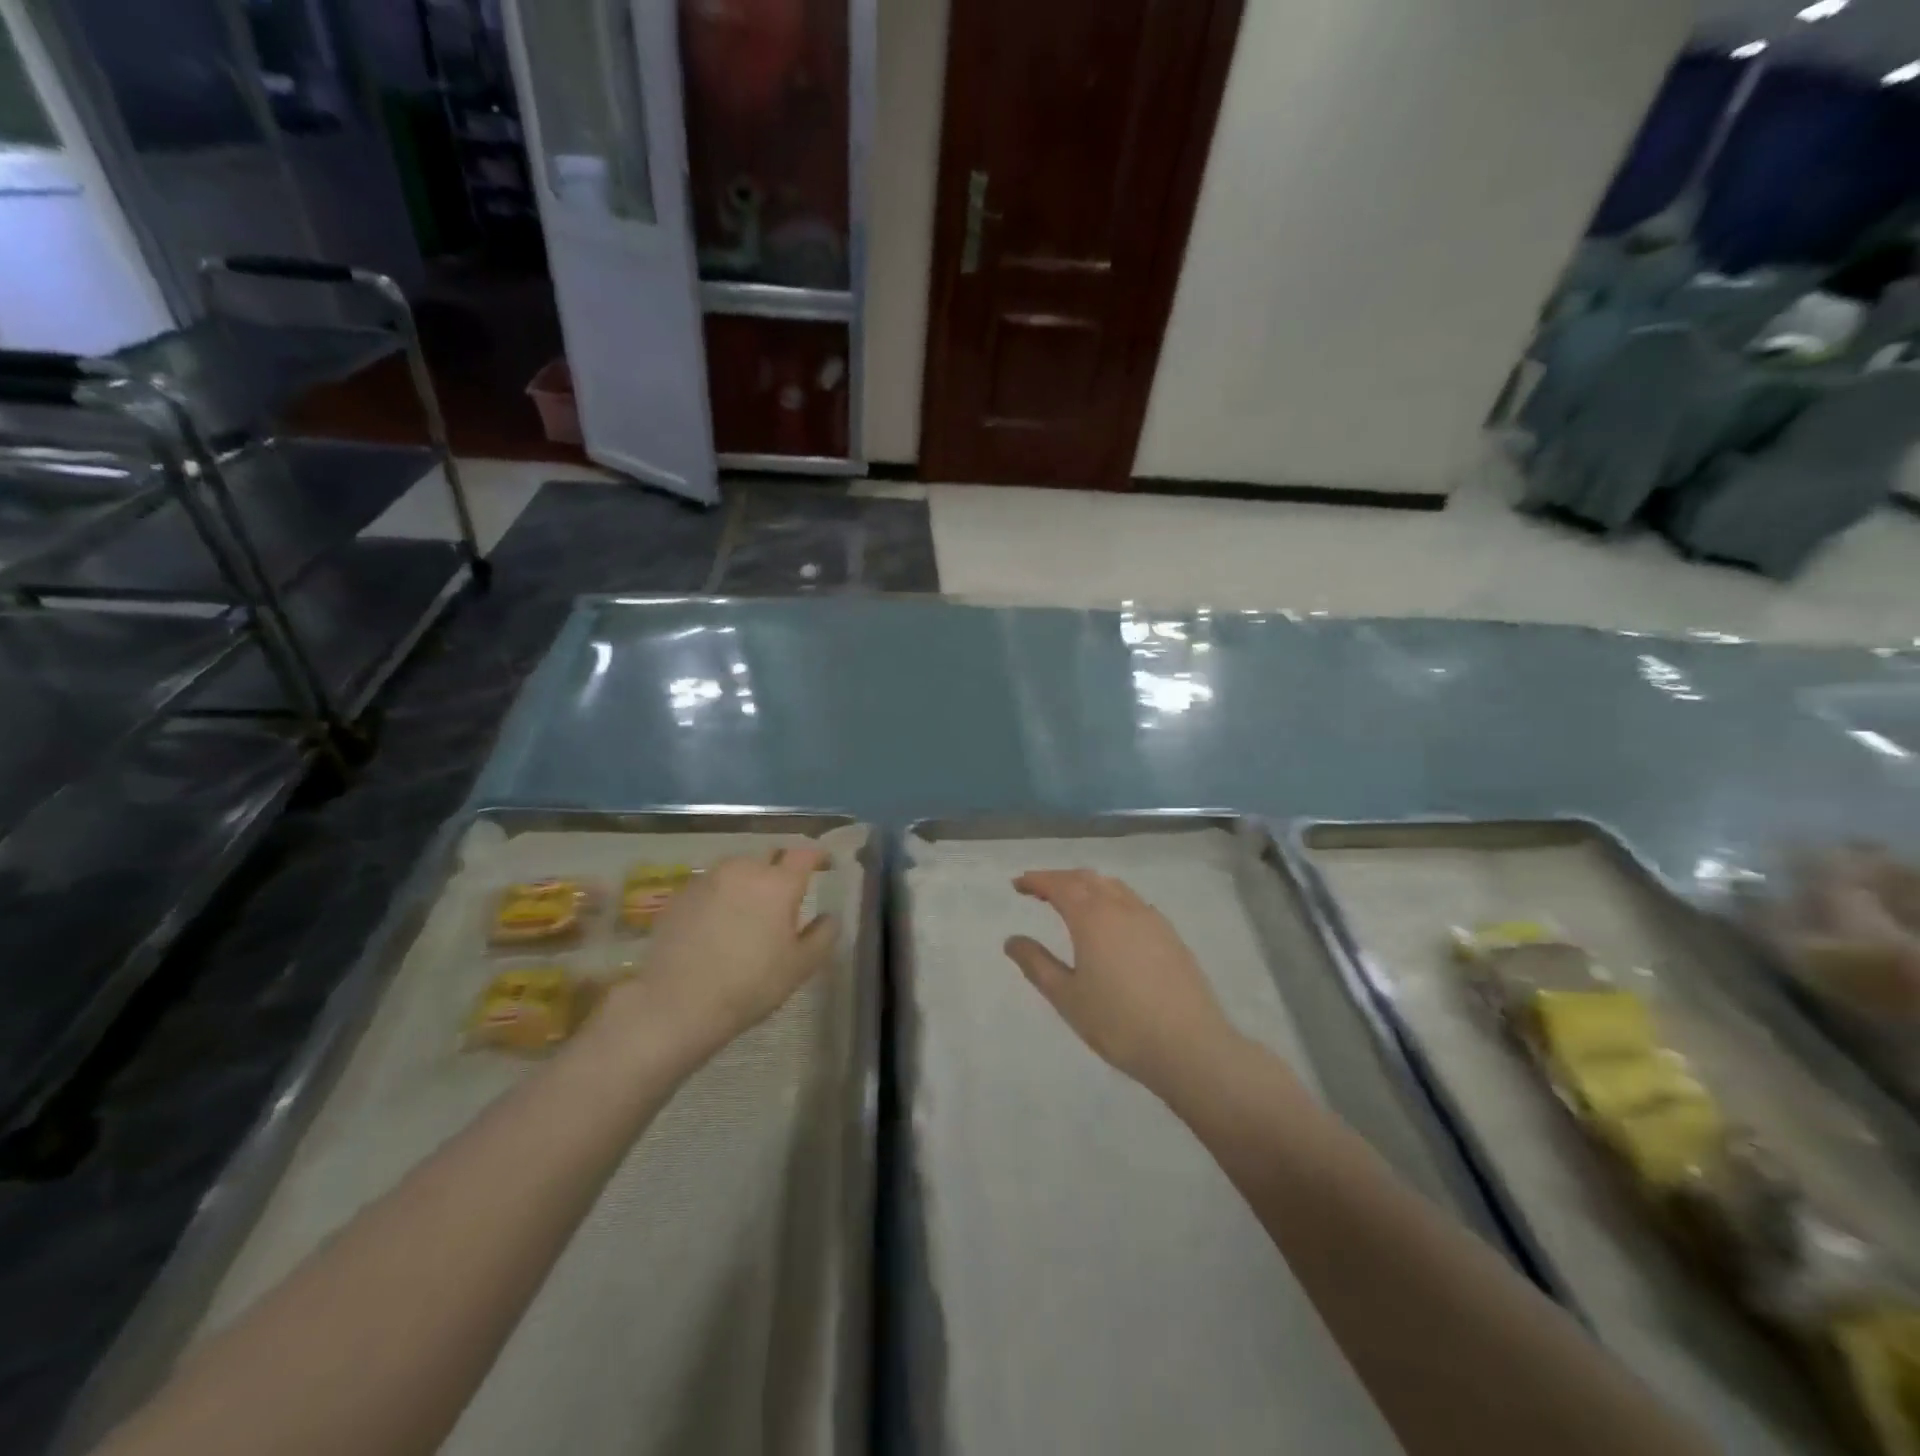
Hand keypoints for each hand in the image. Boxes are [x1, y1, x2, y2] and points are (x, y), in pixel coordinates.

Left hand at [604, 847, 838, 1062]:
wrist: (676, 1003)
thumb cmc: (749, 985)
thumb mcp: (799, 967)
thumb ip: (822, 936)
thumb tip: (829, 917)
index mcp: (779, 883)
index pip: (804, 853)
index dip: (817, 856)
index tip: (824, 864)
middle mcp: (744, 870)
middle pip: (769, 856)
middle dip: (781, 867)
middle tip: (785, 893)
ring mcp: (708, 879)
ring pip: (738, 868)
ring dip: (749, 880)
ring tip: (750, 907)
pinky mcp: (680, 895)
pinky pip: (711, 885)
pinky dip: (722, 894)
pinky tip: (718, 921)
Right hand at [1004, 870, 1235, 1091]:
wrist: (1190, 1046)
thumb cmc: (1119, 1023)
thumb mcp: (1067, 997)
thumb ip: (1037, 964)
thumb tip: (1012, 940)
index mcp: (1092, 917)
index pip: (1059, 885)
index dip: (1036, 880)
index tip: (1017, 884)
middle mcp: (1122, 907)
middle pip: (1086, 879)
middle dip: (1060, 879)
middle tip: (1039, 890)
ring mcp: (1151, 918)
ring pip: (1113, 887)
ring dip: (1087, 886)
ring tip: (1071, 900)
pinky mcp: (1171, 935)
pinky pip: (1133, 902)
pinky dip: (1111, 898)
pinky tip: (1110, 921)